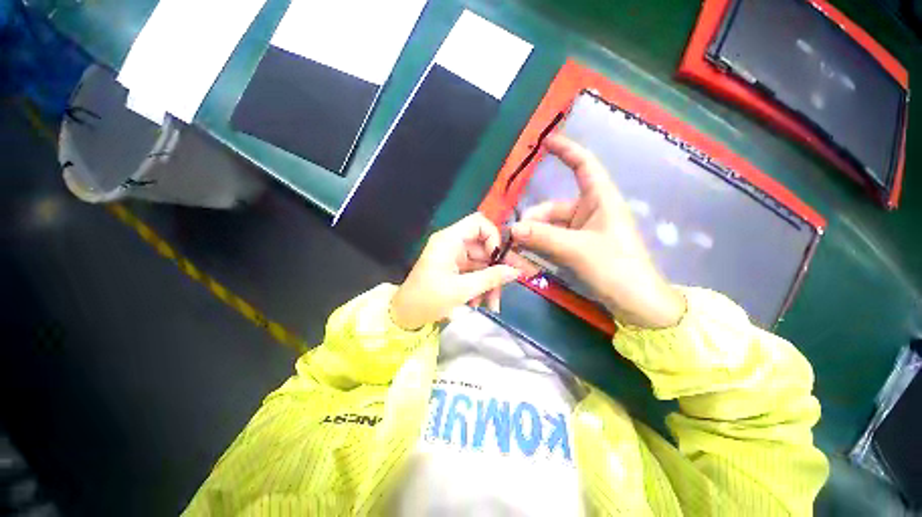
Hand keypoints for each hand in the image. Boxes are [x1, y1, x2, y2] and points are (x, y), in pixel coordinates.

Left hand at [391, 213, 520, 330]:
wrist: (405, 315)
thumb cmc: (429, 299)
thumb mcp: (462, 290)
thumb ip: (491, 278)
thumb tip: (516, 271)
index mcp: (449, 240)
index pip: (478, 223)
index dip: (493, 237)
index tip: (499, 258)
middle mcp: (452, 244)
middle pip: (483, 246)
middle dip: (495, 268)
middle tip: (505, 287)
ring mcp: (453, 256)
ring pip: (481, 262)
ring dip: (488, 281)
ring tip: (491, 304)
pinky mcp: (453, 268)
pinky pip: (473, 271)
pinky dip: (479, 285)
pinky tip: (479, 303)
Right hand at [510, 134, 685, 328]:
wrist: (636, 304)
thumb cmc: (617, 269)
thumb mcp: (578, 250)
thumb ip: (544, 237)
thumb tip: (513, 229)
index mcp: (601, 201)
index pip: (584, 166)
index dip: (567, 151)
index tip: (546, 142)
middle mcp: (591, 212)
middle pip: (554, 207)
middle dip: (534, 219)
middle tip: (515, 236)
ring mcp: (583, 232)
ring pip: (550, 227)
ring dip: (534, 236)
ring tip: (517, 249)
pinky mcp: (577, 248)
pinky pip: (553, 241)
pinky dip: (539, 247)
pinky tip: (527, 256)